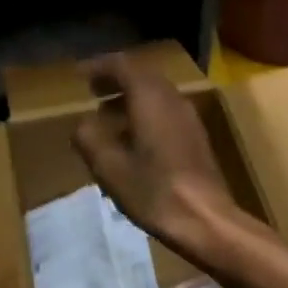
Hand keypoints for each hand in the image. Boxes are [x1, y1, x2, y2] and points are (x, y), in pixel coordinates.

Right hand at [73, 54, 244, 258]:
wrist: (207, 222)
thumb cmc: (154, 190)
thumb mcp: (108, 166)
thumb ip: (88, 138)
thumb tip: (82, 125)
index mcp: (149, 97)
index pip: (122, 65)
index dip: (99, 66)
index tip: (80, 75)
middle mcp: (171, 98)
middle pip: (141, 76)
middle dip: (115, 80)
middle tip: (93, 91)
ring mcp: (187, 118)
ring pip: (155, 94)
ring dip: (130, 98)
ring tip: (106, 116)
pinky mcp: (195, 138)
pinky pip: (165, 111)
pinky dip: (144, 113)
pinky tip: (131, 140)